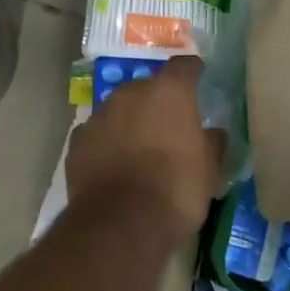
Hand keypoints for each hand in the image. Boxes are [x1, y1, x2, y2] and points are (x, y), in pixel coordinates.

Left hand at [66, 55, 225, 242]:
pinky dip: (105, 144)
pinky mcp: (77, 141)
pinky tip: (112, 165)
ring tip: (138, 150)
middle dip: (156, 102)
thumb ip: (212, 143)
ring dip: (128, 123)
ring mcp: (99, 115)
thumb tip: (212, 133)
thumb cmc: (176, 190)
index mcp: (168, 92)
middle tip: (167, 126)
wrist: (120, 223)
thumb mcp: (209, 170)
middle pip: (146, 88)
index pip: (184, 67)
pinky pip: (97, 134)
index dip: (192, 72)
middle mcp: (130, 94)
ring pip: (118, 110)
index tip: (198, 78)